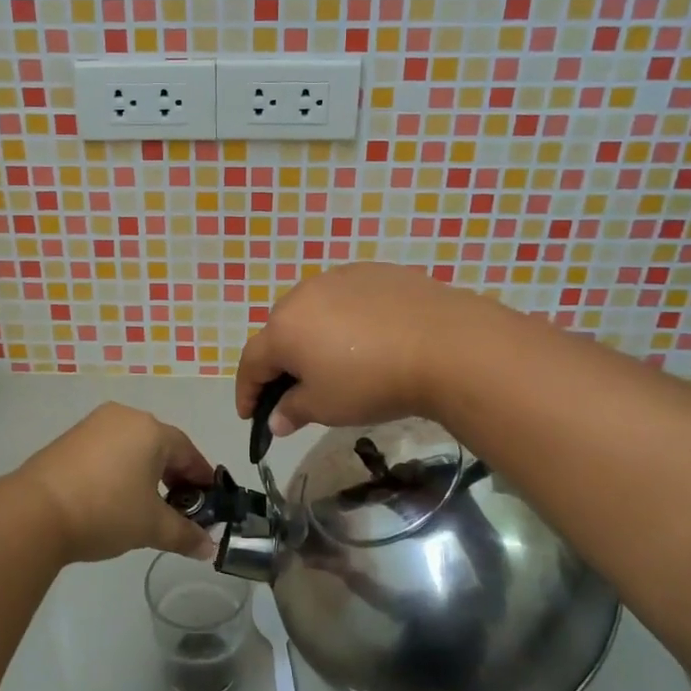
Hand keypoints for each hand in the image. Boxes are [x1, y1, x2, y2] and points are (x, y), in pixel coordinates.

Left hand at [15, 403, 216, 564]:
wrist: (35, 512)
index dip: (201, 479)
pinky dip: (119, 470)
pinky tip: (114, 497)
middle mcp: (125, 417)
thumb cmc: (105, 511)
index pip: (188, 452)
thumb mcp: (151, 527)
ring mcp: (94, 425)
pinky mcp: (70, 438)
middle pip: (160, 445)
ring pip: (132, 446)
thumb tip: (208, 547)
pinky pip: (108, 450)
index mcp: (151, 430)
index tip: (209, 502)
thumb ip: (184, 534)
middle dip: (173, 476)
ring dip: (145, 473)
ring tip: (145, 506)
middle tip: (179, 508)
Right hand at [235, 263, 487, 436]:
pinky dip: (346, 318)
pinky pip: (346, 298)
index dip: (247, 391)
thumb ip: (293, 411)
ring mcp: (339, 277)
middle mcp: (302, 295)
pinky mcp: (373, 271)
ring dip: (313, 335)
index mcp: (283, 329)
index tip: (250, 416)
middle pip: (280, 331)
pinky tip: (369, 337)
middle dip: (281, 361)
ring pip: (313, 310)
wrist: (443, 344)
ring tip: (334, 360)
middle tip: (296, 389)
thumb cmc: (372, 382)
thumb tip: (276, 419)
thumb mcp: (327, 407)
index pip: (251, 362)